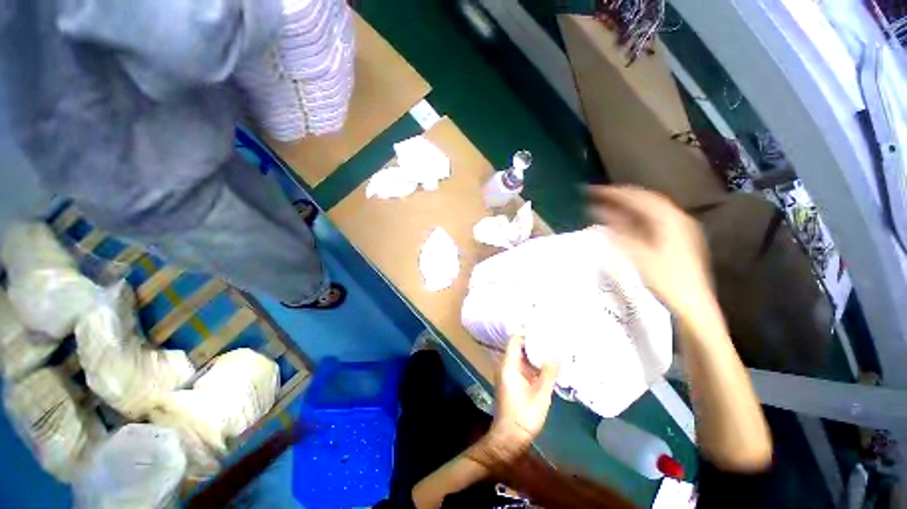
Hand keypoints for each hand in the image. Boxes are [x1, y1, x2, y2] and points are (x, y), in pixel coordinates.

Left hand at [472, 336, 559, 465]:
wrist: (508, 439)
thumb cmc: (523, 416)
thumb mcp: (540, 395)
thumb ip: (548, 374)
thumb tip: (557, 355)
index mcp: (508, 365)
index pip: (515, 340)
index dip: (527, 335)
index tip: (544, 333)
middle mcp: (505, 366)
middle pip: (518, 347)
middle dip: (534, 344)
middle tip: (552, 342)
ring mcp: (508, 374)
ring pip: (521, 358)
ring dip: (535, 356)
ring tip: (553, 352)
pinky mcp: (512, 383)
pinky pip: (522, 367)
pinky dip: (533, 365)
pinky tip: (547, 368)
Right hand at [588, 185, 712, 317]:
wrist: (692, 305)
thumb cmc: (665, 280)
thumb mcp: (637, 255)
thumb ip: (617, 232)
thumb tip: (599, 213)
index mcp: (670, 220)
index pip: (639, 197)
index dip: (615, 193)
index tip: (594, 191)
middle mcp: (677, 219)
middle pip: (645, 200)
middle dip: (620, 197)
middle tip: (598, 196)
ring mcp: (678, 229)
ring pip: (648, 210)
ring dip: (626, 207)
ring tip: (606, 206)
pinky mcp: (676, 239)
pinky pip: (650, 221)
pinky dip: (633, 218)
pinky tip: (622, 223)